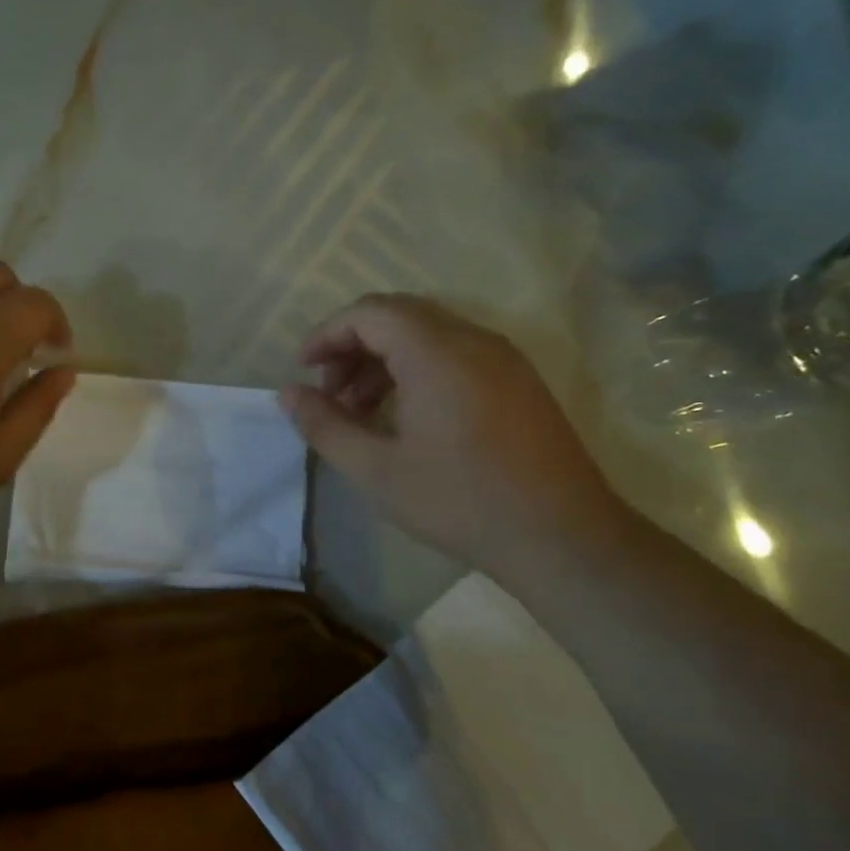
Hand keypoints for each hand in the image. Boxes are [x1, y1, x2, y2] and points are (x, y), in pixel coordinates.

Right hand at [280, 294, 625, 579]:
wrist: (562, 537)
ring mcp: (503, 358)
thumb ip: (324, 425)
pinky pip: (456, 354)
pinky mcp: (519, 381)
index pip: (369, 313)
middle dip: (353, 346)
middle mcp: (473, 340)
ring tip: (360, 410)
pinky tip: (405, 417)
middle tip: (329, 392)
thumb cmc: (460, 501)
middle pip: (399, 316)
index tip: (303, 370)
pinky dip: (417, 369)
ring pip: (428, 334)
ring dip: (384, 359)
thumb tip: (287, 393)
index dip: (327, 334)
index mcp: (436, 352)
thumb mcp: (376, 470)